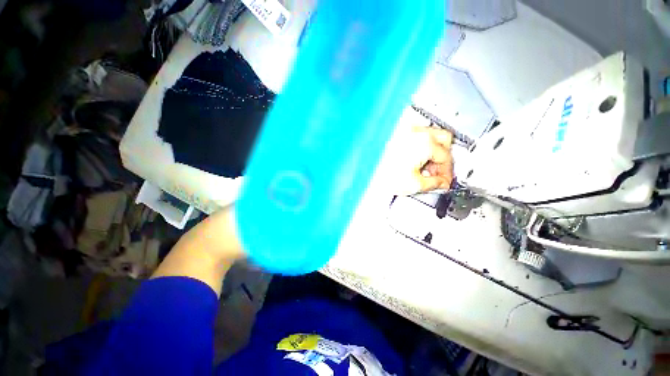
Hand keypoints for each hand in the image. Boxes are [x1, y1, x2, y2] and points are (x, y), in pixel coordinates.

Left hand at [379, 108, 454, 194]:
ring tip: (423, 168)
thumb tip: (441, 183)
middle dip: (443, 157)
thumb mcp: (412, 184)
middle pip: (443, 139)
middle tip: (437, 172)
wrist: (362, 169)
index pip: (446, 156)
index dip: (447, 172)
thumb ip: (433, 184)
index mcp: (424, 142)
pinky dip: (420, 147)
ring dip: (432, 152)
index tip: (443, 181)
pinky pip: (416, 136)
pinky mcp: (396, 133)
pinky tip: (413, 160)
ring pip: (430, 136)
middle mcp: (415, 131)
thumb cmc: (379, 173)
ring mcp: (405, 130)